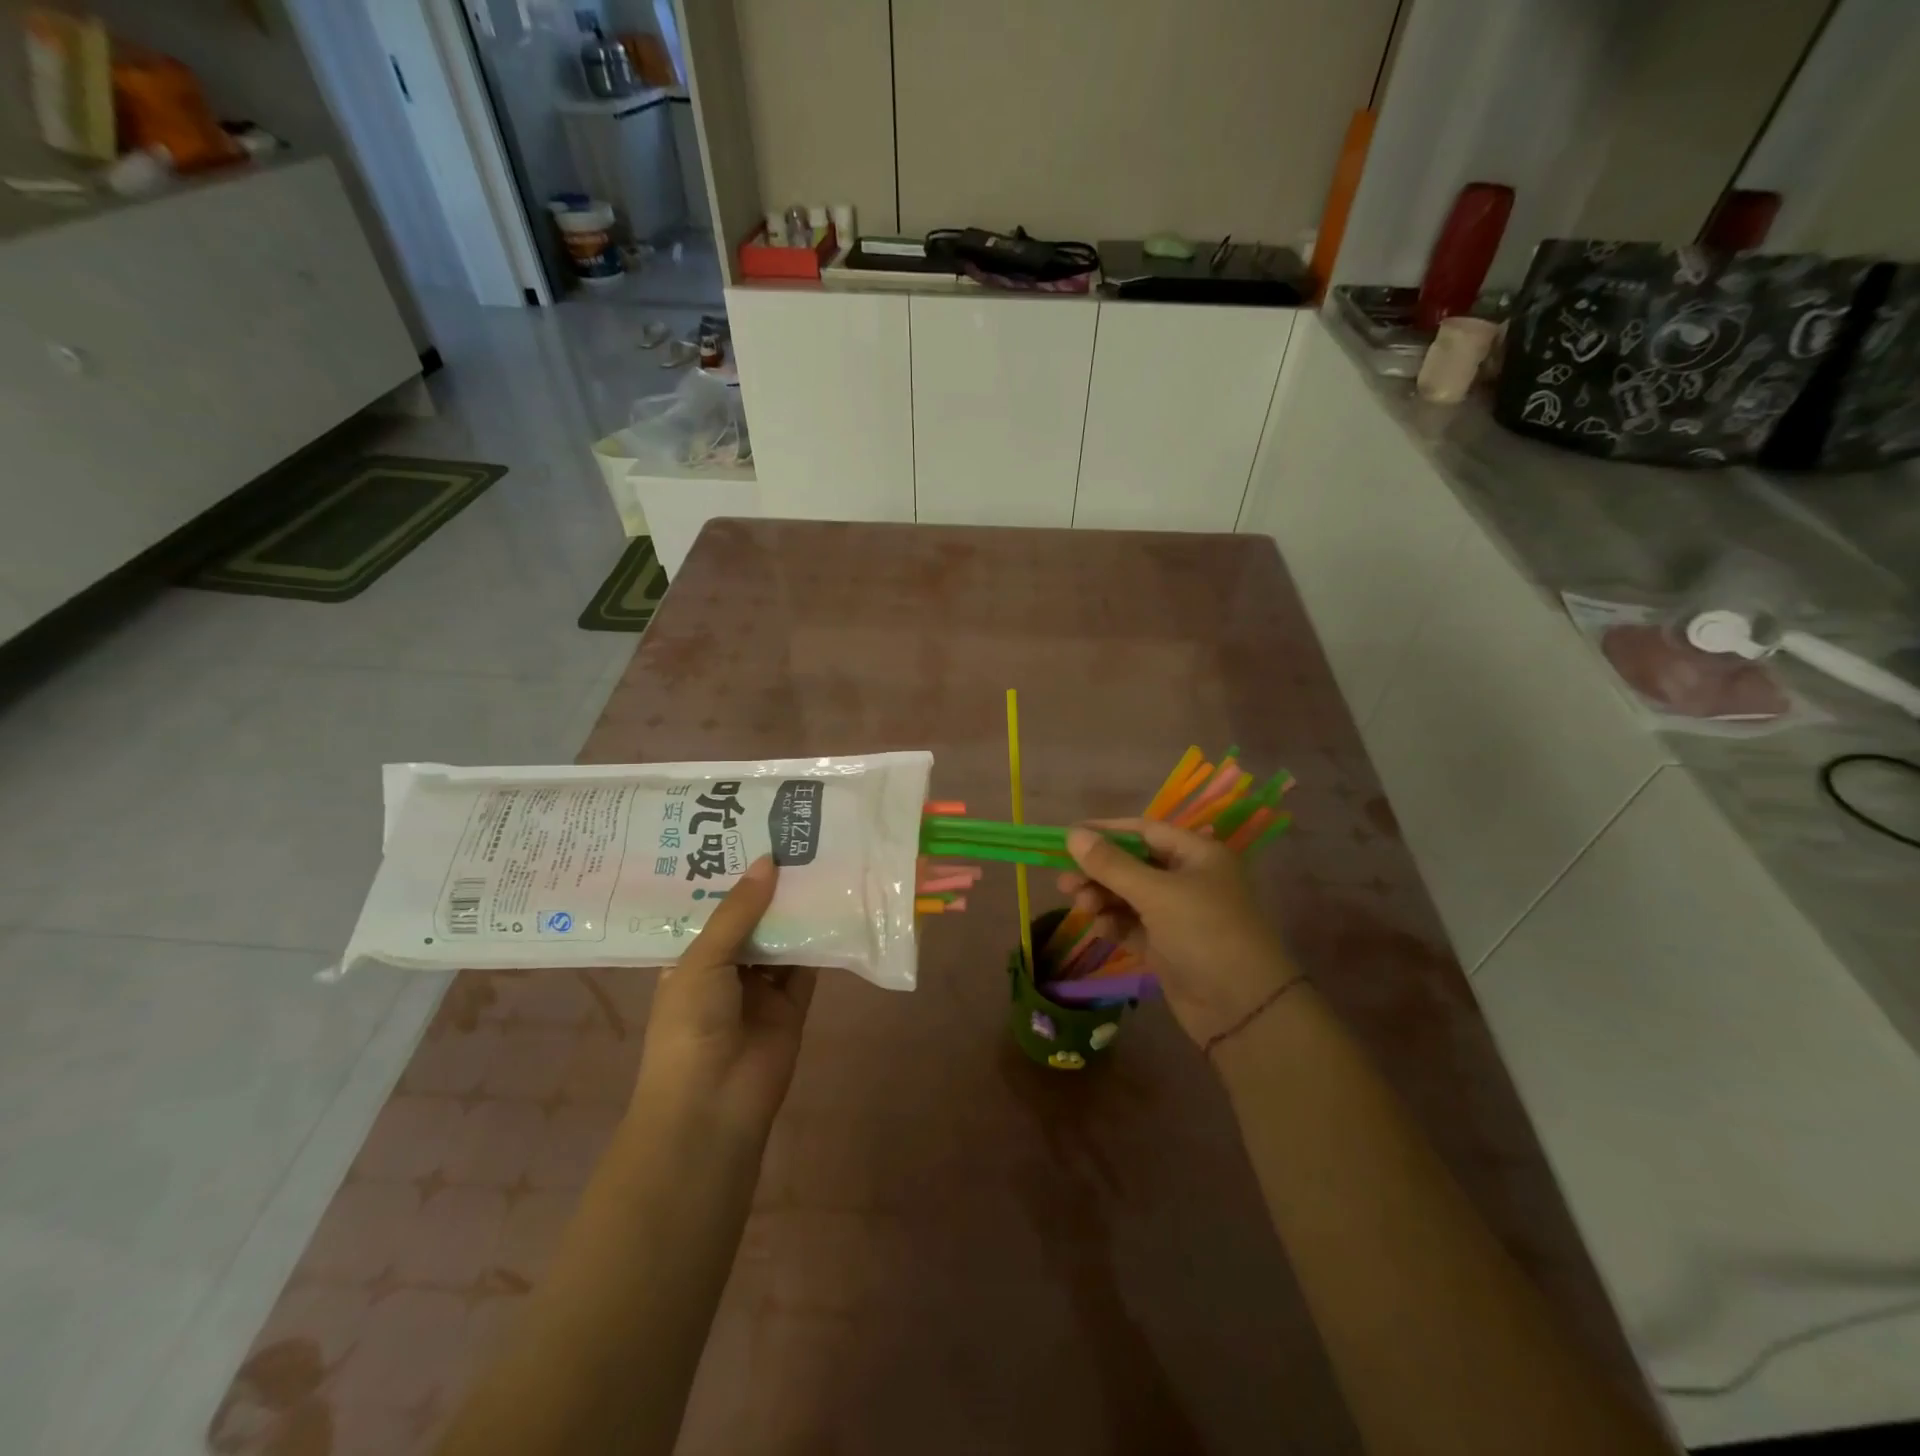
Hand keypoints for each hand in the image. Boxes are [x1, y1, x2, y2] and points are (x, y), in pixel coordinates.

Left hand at [635, 855, 817, 1141]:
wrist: (714, 1104)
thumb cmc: (691, 1026)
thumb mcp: (703, 960)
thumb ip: (738, 912)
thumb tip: (768, 860)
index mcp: (690, 958)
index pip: (711, 909)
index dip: (728, 876)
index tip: (749, 834)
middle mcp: (725, 969)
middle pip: (751, 920)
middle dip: (768, 887)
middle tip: (793, 839)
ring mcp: (760, 988)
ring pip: (782, 939)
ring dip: (797, 910)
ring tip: (818, 860)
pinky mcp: (793, 1004)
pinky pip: (809, 966)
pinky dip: (821, 941)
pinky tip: (836, 904)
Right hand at [1058, 818, 1297, 1046]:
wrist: (1242, 1009)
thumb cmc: (1204, 933)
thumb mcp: (1156, 893)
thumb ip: (1111, 864)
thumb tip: (1073, 833)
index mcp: (1197, 854)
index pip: (1143, 831)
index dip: (1105, 832)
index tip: (1068, 837)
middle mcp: (1188, 879)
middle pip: (1133, 865)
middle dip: (1098, 871)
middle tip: (1064, 882)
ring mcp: (1178, 915)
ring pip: (1129, 896)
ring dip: (1103, 898)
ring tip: (1081, 906)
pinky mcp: (1168, 946)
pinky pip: (1133, 925)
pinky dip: (1114, 923)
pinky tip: (1099, 928)